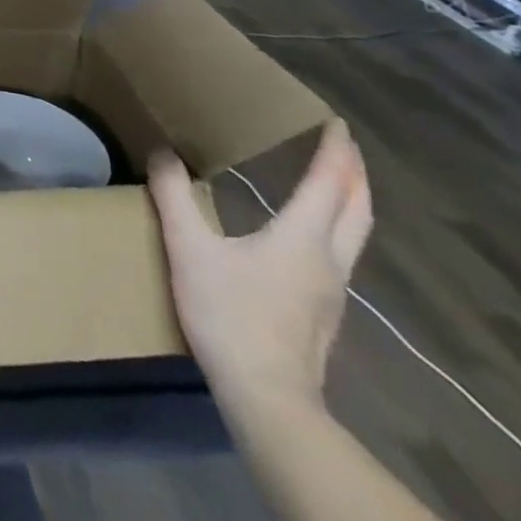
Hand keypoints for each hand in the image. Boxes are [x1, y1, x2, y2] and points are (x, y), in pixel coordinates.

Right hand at [147, 118, 372, 422]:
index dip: (335, 151)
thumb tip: (162, 151)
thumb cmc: (230, 315)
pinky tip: (311, 237)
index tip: (337, 123)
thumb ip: (174, 197)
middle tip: (344, 145)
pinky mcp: (324, 313)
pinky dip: (337, 228)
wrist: (267, 398)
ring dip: (351, 202)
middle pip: (358, 209)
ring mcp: (332, 290)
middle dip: (354, 173)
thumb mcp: (189, 249)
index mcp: (302, 236)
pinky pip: (341, 255)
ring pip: (355, 235)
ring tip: (335, 183)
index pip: (328, 183)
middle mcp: (328, 258)